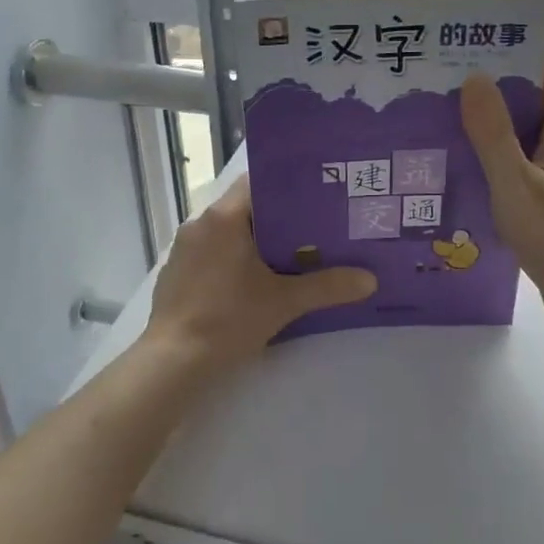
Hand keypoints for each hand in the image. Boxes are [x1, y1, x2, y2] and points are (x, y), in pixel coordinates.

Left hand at [144, 177, 376, 371]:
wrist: (174, 361)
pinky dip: (230, 260)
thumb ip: (327, 287)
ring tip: (286, 256)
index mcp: (224, 217)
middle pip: (244, 208)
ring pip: (226, 233)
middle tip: (311, 229)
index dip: (286, 187)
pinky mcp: (175, 273)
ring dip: (252, 241)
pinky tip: (248, 282)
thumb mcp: (284, 302)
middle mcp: (200, 224)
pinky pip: (209, 254)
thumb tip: (370, 280)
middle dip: (276, 219)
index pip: (257, 182)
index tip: (314, 197)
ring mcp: (183, 249)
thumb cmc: (229, 319)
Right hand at [462, 55, 543, 338]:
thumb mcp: (516, 183)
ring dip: (490, 129)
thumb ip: (493, 133)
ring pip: (523, 137)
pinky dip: (493, 163)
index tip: (484, 48)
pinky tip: (459, 173)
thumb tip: (475, 77)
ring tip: (442, 123)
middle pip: (534, 101)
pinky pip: (519, 169)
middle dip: (494, 90)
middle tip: (445, 85)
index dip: (527, 52)